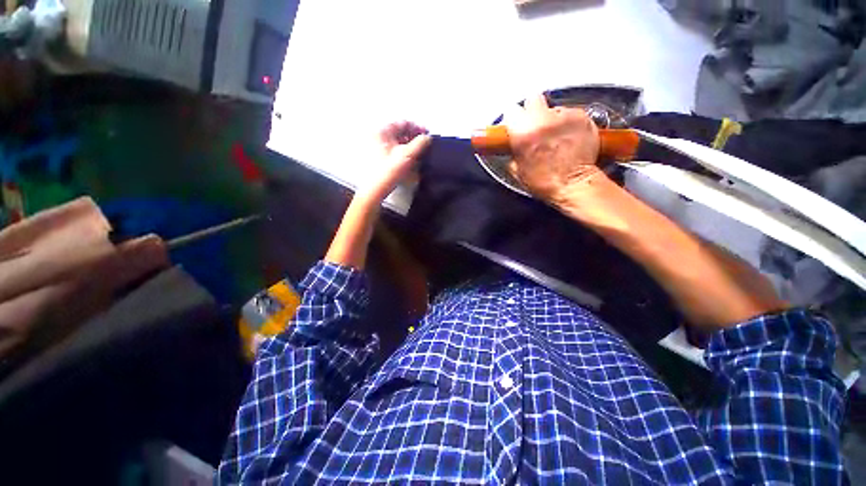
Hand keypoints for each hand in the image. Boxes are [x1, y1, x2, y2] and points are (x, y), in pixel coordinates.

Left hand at [356, 121, 431, 203]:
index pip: (403, 123)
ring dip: (409, 145)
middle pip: (400, 132)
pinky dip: (403, 152)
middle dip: (414, 137)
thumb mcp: (408, 155)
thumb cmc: (389, 171)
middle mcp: (378, 136)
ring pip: (397, 142)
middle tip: (425, 144)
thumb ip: (420, 143)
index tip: (427, 134)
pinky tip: (410, 159)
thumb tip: (428, 138)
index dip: (417, 127)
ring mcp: (377, 148)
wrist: (376, 189)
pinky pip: (394, 150)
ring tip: (419, 152)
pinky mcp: (379, 158)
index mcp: (382, 131)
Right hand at [506, 94, 602, 204]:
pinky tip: (567, 137)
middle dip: (531, 110)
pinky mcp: (582, 116)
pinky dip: (567, 123)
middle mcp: (543, 118)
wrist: (573, 185)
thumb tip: (512, 144)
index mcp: (523, 132)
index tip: (514, 126)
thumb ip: (512, 151)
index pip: (511, 109)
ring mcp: (565, 115)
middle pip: (533, 99)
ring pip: (552, 108)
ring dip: (551, 119)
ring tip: (554, 136)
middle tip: (533, 126)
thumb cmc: (543, 182)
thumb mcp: (517, 170)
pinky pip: (569, 114)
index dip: (512, 119)